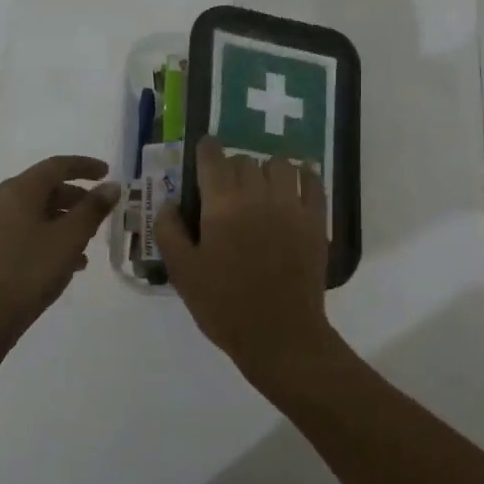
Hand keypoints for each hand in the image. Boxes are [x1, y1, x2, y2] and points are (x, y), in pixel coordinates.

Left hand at [0, 155, 120, 336]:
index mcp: (19, 190)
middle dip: (76, 196)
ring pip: (36, 210)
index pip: (56, 165)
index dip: (85, 166)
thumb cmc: (32, 269)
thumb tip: (112, 187)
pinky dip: (49, 234)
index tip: (107, 173)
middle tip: (100, 210)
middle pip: (45, 187)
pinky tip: (69, 260)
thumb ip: (94, 208)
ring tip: (89, 239)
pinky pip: (25, 228)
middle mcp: (1, 200)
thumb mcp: (71, 237)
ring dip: (65, 218)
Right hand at [155, 138, 345, 394]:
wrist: (279, 334)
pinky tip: (297, 183)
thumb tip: (168, 201)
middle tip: (228, 187)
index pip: (213, 158)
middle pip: (245, 161)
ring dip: (267, 169)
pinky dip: (304, 176)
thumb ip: (169, 231)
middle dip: (233, 167)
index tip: (204, 148)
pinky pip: (313, 182)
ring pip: (280, 165)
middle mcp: (258, 195)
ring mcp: (292, 206)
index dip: (207, 149)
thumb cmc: (224, 306)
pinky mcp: (316, 220)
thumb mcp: (183, 273)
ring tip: (262, 186)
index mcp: (222, 205)